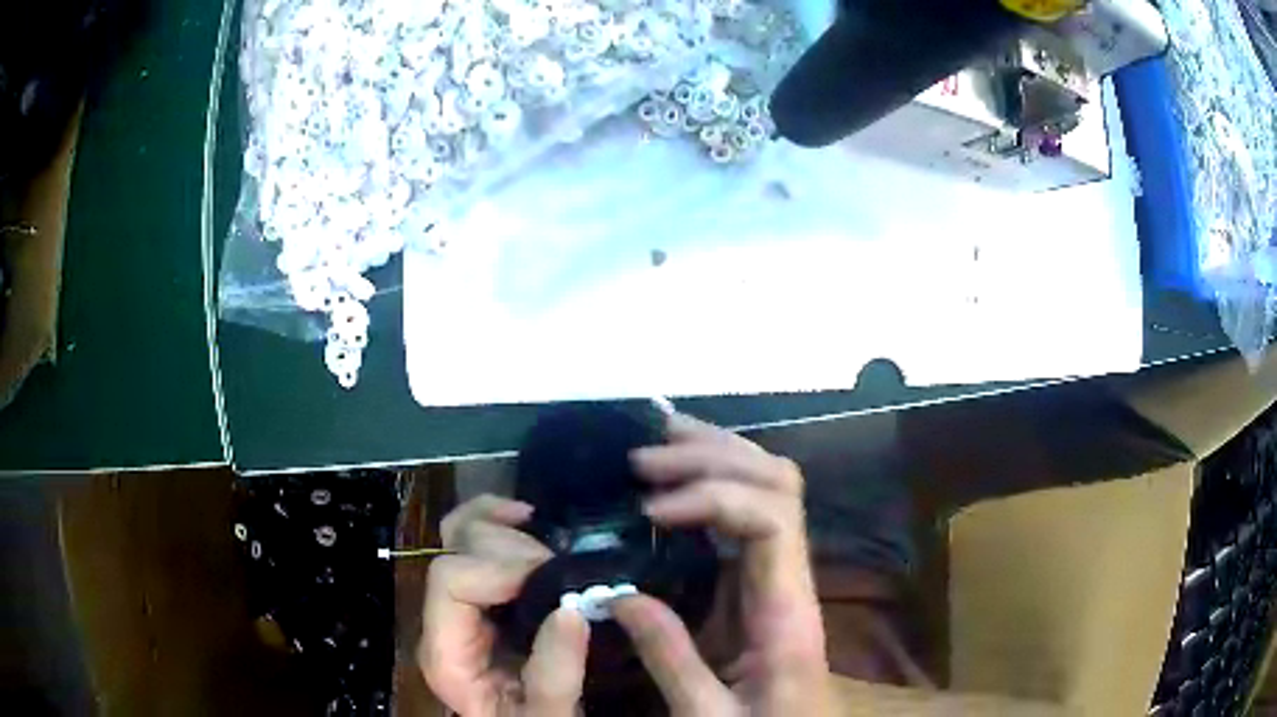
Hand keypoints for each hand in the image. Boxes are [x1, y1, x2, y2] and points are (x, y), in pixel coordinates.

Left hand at [419, 495, 591, 715]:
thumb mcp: (548, 715)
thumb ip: (555, 677)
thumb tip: (570, 610)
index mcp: (446, 652)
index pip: (450, 580)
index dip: (499, 569)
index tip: (552, 577)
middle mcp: (442, 618)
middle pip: (455, 551)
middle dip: (511, 550)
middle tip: (561, 571)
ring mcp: (458, 602)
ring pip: (460, 534)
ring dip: (507, 529)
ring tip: (551, 550)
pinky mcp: (479, 594)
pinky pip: (473, 538)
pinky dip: (498, 519)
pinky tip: (527, 519)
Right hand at [613, 414, 831, 715]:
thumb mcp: (708, 714)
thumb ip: (669, 658)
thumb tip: (619, 594)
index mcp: (788, 610)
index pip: (773, 518)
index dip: (714, 497)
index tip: (651, 511)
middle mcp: (793, 575)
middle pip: (777, 484)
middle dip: (712, 457)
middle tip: (643, 459)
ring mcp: (781, 571)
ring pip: (770, 485)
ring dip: (716, 454)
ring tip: (659, 441)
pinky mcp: (763, 579)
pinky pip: (749, 510)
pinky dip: (713, 480)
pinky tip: (678, 475)